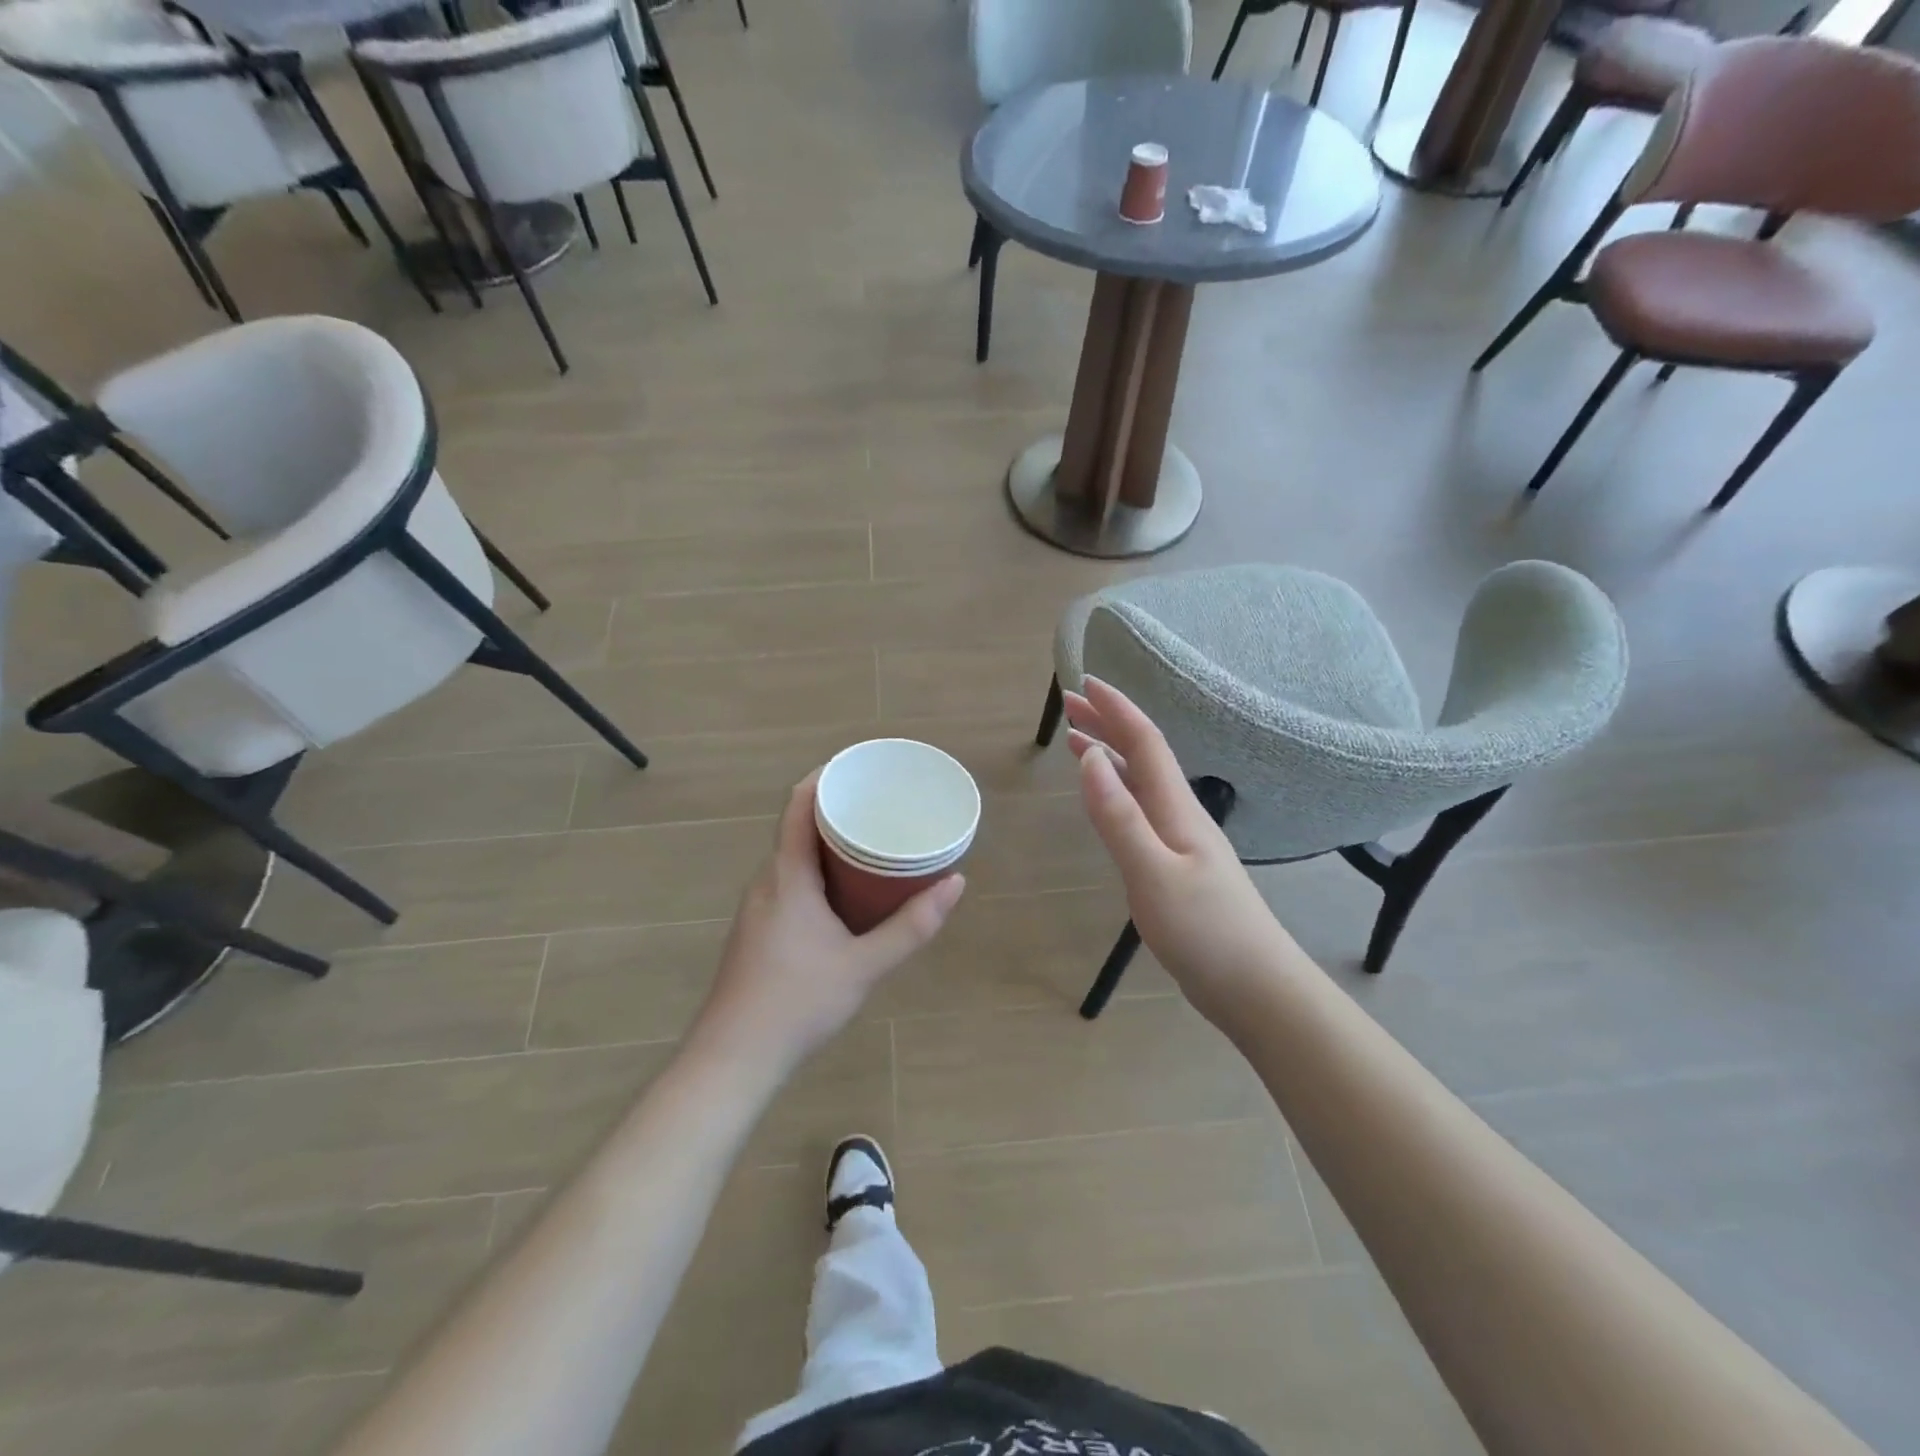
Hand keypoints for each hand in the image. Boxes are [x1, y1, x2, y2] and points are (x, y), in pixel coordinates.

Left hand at [689, 772, 964, 1075]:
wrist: (734, 1058)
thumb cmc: (798, 1002)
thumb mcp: (865, 965)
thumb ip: (912, 926)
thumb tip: (956, 883)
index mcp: (787, 875)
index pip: (800, 804)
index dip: (826, 776)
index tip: (861, 769)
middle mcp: (767, 881)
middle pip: (799, 827)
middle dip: (838, 811)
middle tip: (882, 808)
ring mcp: (757, 906)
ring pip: (794, 858)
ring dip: (829, 845)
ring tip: (872, 845)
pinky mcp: (757, 930)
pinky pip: (790, 882)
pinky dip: (819, 873)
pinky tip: (845, 895)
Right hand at [1067, 677, 1290, 1026]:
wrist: (1255, 987)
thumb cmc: (1205, 931)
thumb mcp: (1152, 873)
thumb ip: (1119, 816)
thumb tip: (1090, 757)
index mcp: (1177, 808)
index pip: (1145, 742)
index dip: (1115, 710)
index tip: (1083, 684)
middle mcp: (1180, 814)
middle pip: (1143, 755)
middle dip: (1107, 725)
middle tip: (1069, 705)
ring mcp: (1181, 841)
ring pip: (1142, 782)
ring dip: (1110, 755)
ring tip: (1078, 742)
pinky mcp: (1177, 866)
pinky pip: (1142, 810)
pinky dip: (1118, 791)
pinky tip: (1109, 800)